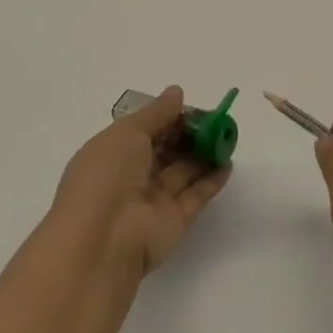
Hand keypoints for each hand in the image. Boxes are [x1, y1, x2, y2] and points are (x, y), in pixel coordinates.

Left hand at [53, 86, 230, 276]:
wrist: (103, 240)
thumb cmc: (107, 175)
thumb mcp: (128, 132)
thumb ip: (156, 113)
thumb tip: (177, 92)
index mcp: (112, 154)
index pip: (144, 131)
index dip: (168, 118)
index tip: (193, 107)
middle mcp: (131, 178)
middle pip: (165, 151)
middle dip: (189, 135)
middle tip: (217, 120)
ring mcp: (152, 202)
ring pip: (182, 172)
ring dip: (204, 154)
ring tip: (228, 136)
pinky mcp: (174, 222)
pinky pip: (195, 196)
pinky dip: (212, 180)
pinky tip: (228, 163)